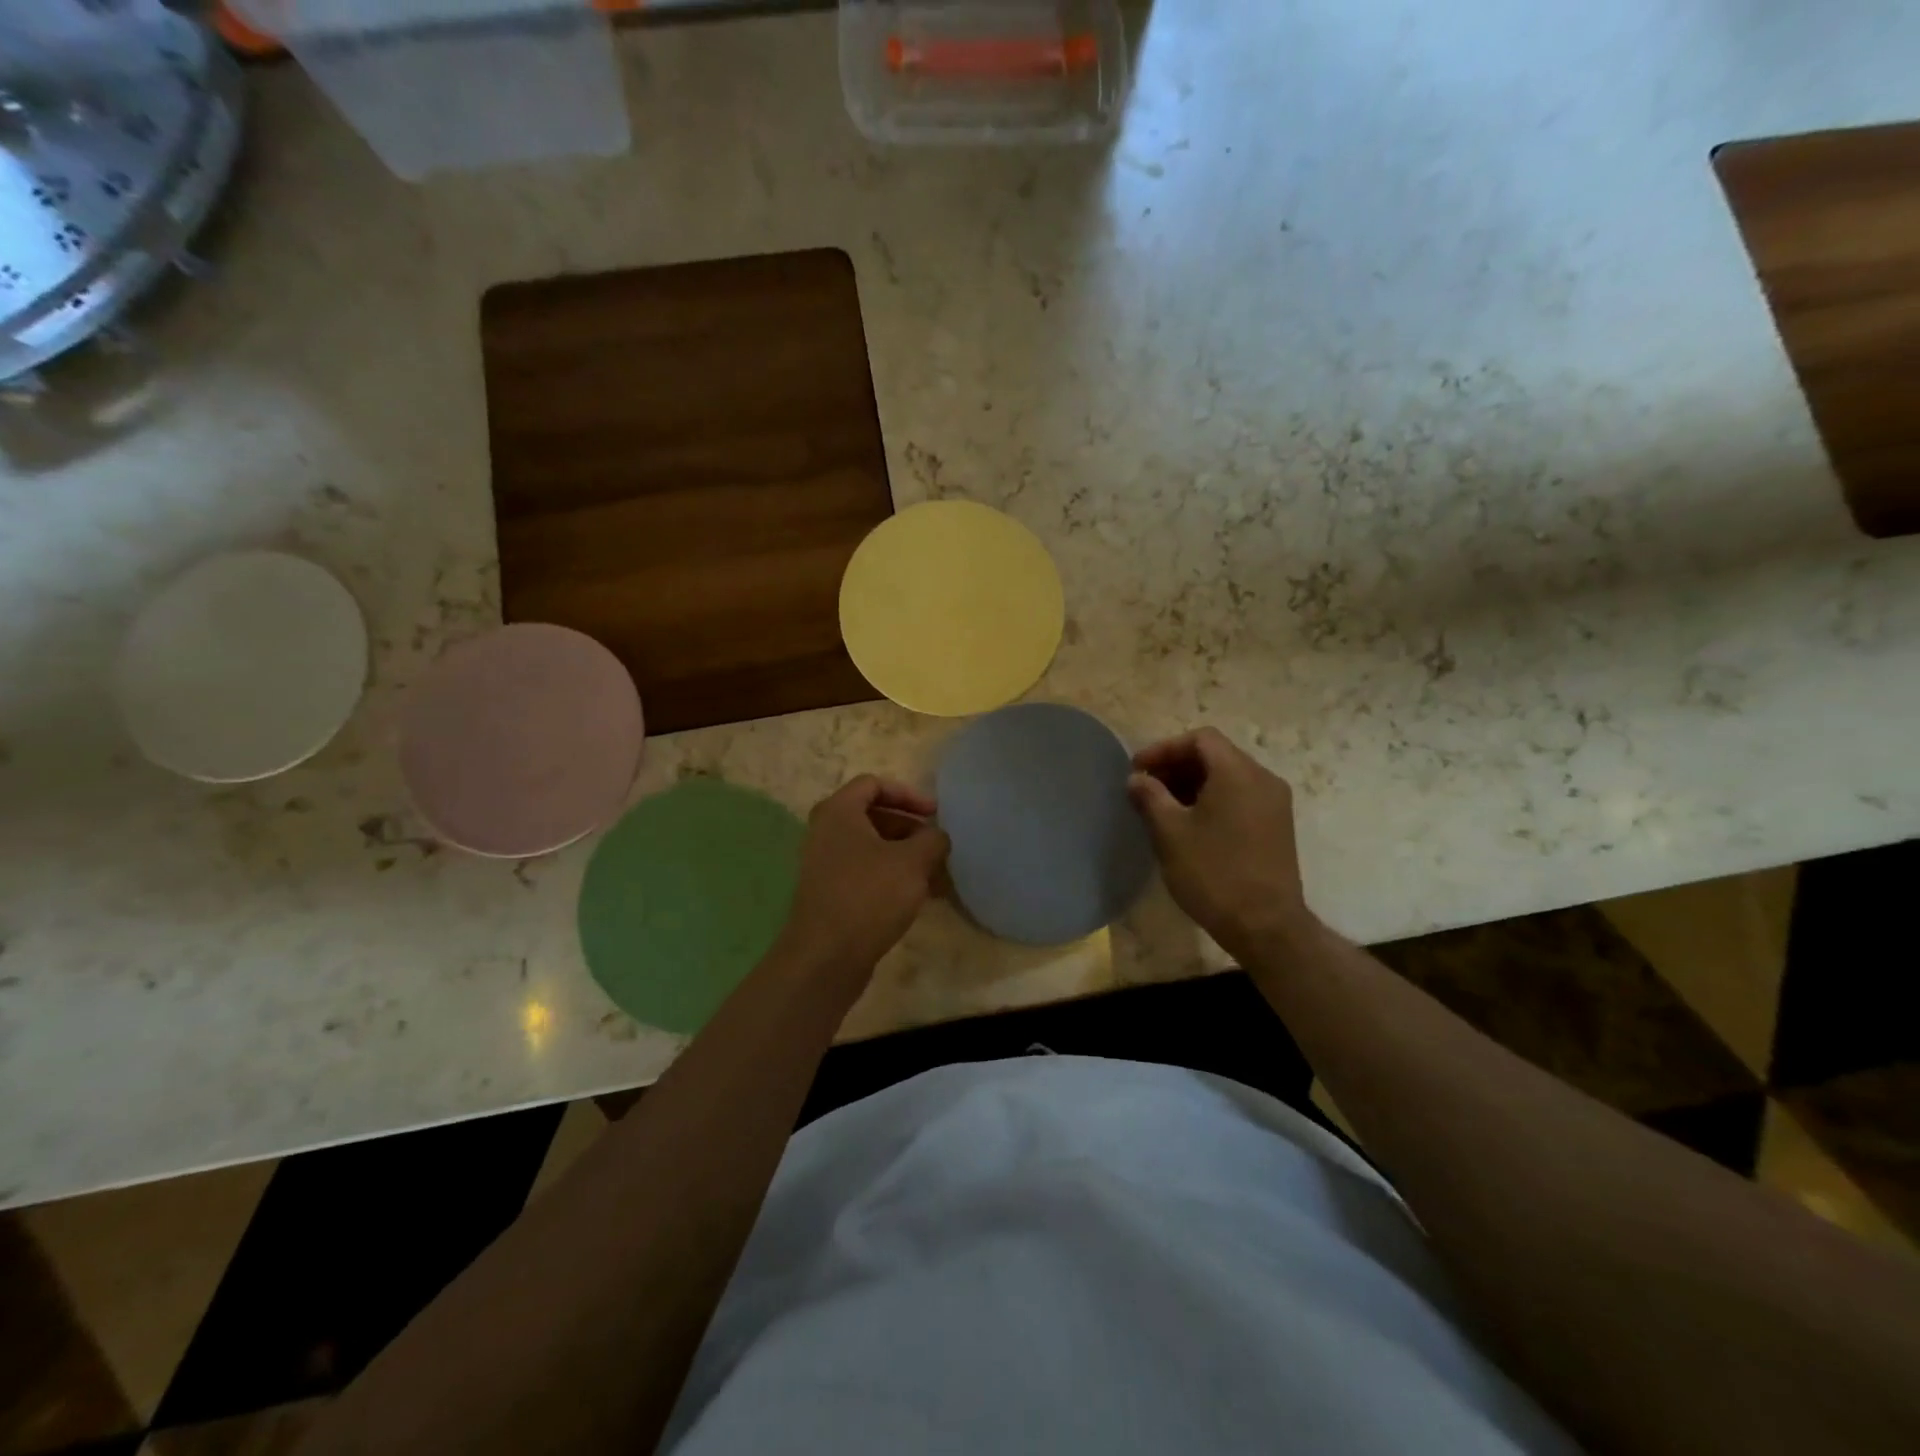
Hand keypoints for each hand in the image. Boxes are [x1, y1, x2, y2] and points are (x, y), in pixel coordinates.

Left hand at [774, 775, 949, 984]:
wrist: (826, 957)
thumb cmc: (869, 896)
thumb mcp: (913, 862)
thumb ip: (932, 839)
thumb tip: (937, 836)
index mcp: (838, 812)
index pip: (874, 784)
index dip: (908, 794)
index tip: (935, 814)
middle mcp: (825, 832)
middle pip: (873, 816)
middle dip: (910, 829)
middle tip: (937, 846)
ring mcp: (824, 864)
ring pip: (871, 847)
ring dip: (904, 856)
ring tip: (935, 876)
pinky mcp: (829, 893)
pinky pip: (864, 872)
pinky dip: (890, 876)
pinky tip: (918, 897)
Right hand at [1128, 728, 1317, 961]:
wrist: (1266, 926)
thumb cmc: (1213, 873)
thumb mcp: (1170, 833)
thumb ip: (1150, 797)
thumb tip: (1137, 779)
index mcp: (1238, 772)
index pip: (1200, 739)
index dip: (1164, 749)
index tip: (1137, 770)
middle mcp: (1263, 779)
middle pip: (1215, 755)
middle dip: (1176, 765)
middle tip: (1145, 787)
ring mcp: (1274, 804)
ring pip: (1228, 777)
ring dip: (1192, 783)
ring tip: (1162, 806)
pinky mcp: (1277, 826)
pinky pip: (1240, 797)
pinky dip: (1212, 799)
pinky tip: (1190, 824)